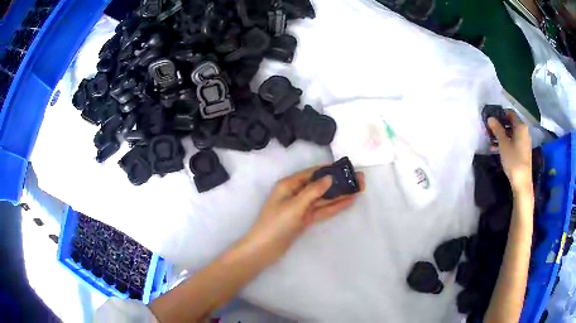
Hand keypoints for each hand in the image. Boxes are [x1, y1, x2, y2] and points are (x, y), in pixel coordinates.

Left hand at [245, 167, 364, 259]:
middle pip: (320, 186)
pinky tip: (348, 202)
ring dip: (339, 195)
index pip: (312, 173)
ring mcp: (300, 207)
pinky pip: (321, 210)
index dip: (329, 170)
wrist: (265, 249)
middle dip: (338, 183)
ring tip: (358, 190)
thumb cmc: (276, 224)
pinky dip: (334, 207)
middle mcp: (295, 193)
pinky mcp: (304, 219)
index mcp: (288, 185)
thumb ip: (313, 191)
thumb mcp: (295, 205)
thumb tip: (329, 177)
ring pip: (323, 199)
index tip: (346, 168)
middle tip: (358, 180)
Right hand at [488, 110, 532, 193]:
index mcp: (521, 126)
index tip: (492, 118)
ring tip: (492, 141)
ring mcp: (525, 141)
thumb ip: (497, 129)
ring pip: (512, 133)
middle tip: (490, 130)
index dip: (500, 114)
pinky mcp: (524, 150)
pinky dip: (507, 142)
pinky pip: (514, 141)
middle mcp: (524, 131)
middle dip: (500, 126)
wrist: (522, 182)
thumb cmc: (513, 160)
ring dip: (502, 135)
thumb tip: (490, 118)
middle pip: (511, 123)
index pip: (510, 113)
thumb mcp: (503, 144)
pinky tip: (498, 149)